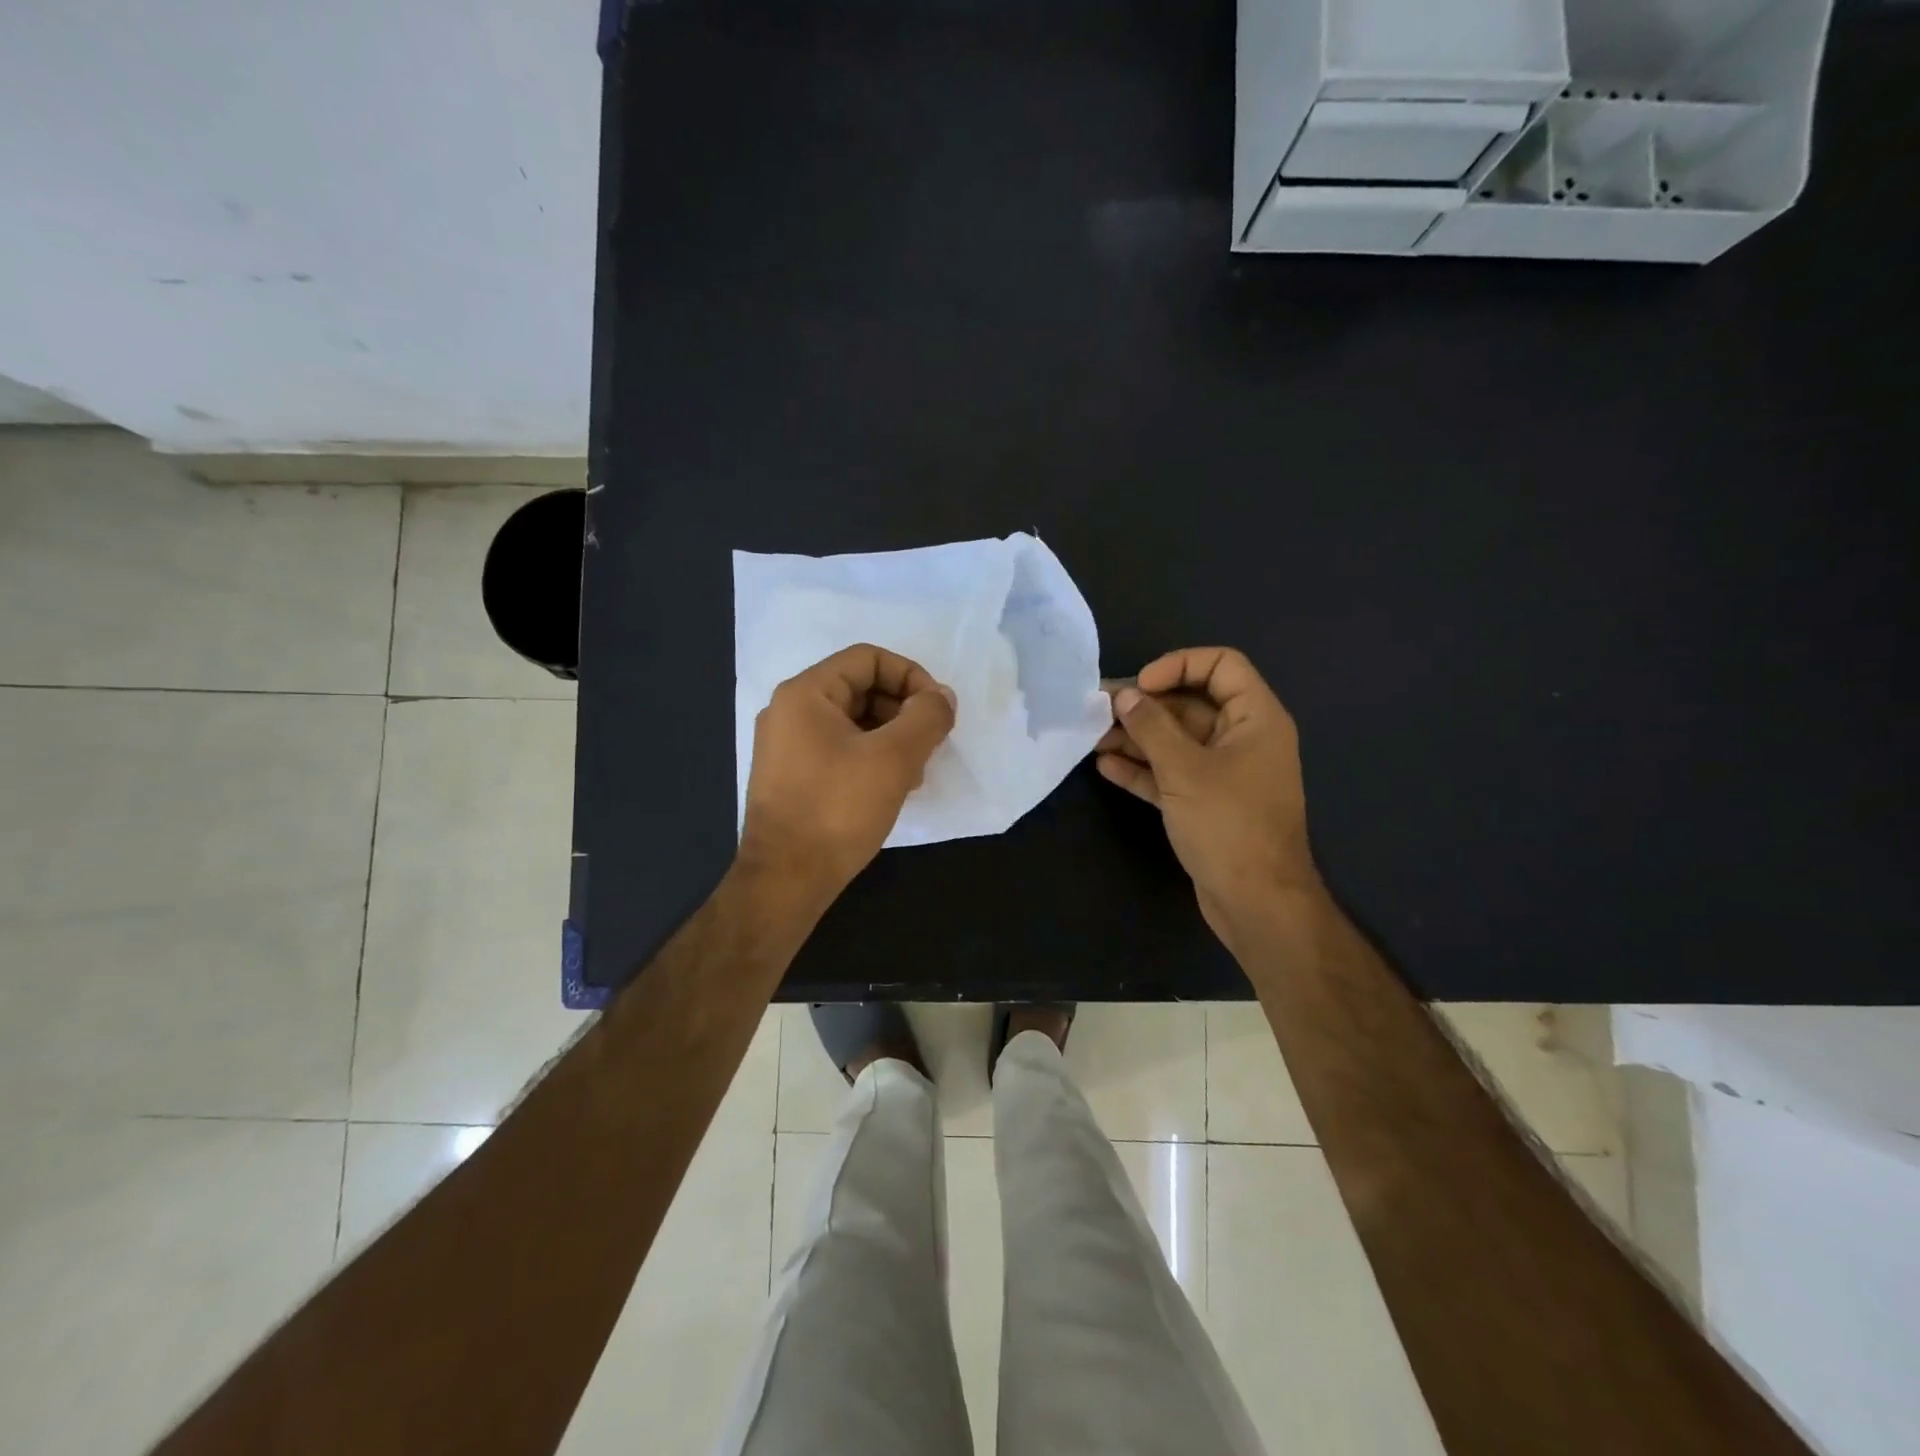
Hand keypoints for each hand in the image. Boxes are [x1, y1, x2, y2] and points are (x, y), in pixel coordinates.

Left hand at [740, 644, 956, 904]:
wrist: (785, 880)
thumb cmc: (838, 810)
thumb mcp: (894, 758)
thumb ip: (926, 717)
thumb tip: (942, 697)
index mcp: (806, 693)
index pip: (869, 658)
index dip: (912, 677)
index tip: (938, 712)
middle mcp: (790, 711)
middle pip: (861, 688)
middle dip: (903, 711)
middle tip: (929, 746)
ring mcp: (787, 745)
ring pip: (854, 721)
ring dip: (892, 738)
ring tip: (914, 773)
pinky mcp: (791, 776)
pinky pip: (840, 749)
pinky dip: (871, 758)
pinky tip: (890, 788)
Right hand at [1095, 647, 1323, 946]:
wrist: (1256, 902)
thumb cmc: (1228, 824)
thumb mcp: (1184, 769)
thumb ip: (1151, 727)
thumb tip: (1124, 696)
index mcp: (1255, 718)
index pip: (1221, 665)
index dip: (1178, 666)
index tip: (1141, 687)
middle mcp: (1242, 739)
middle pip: (1190, 704)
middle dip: (1144, 707)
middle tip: (1098, 711)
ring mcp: (1223, 773)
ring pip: (1176, 742)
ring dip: (1136, 738)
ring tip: (1093, 738)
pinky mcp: (1205, 803)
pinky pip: (1171, 774)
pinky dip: (1142, 769)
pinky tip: (1106, 767)